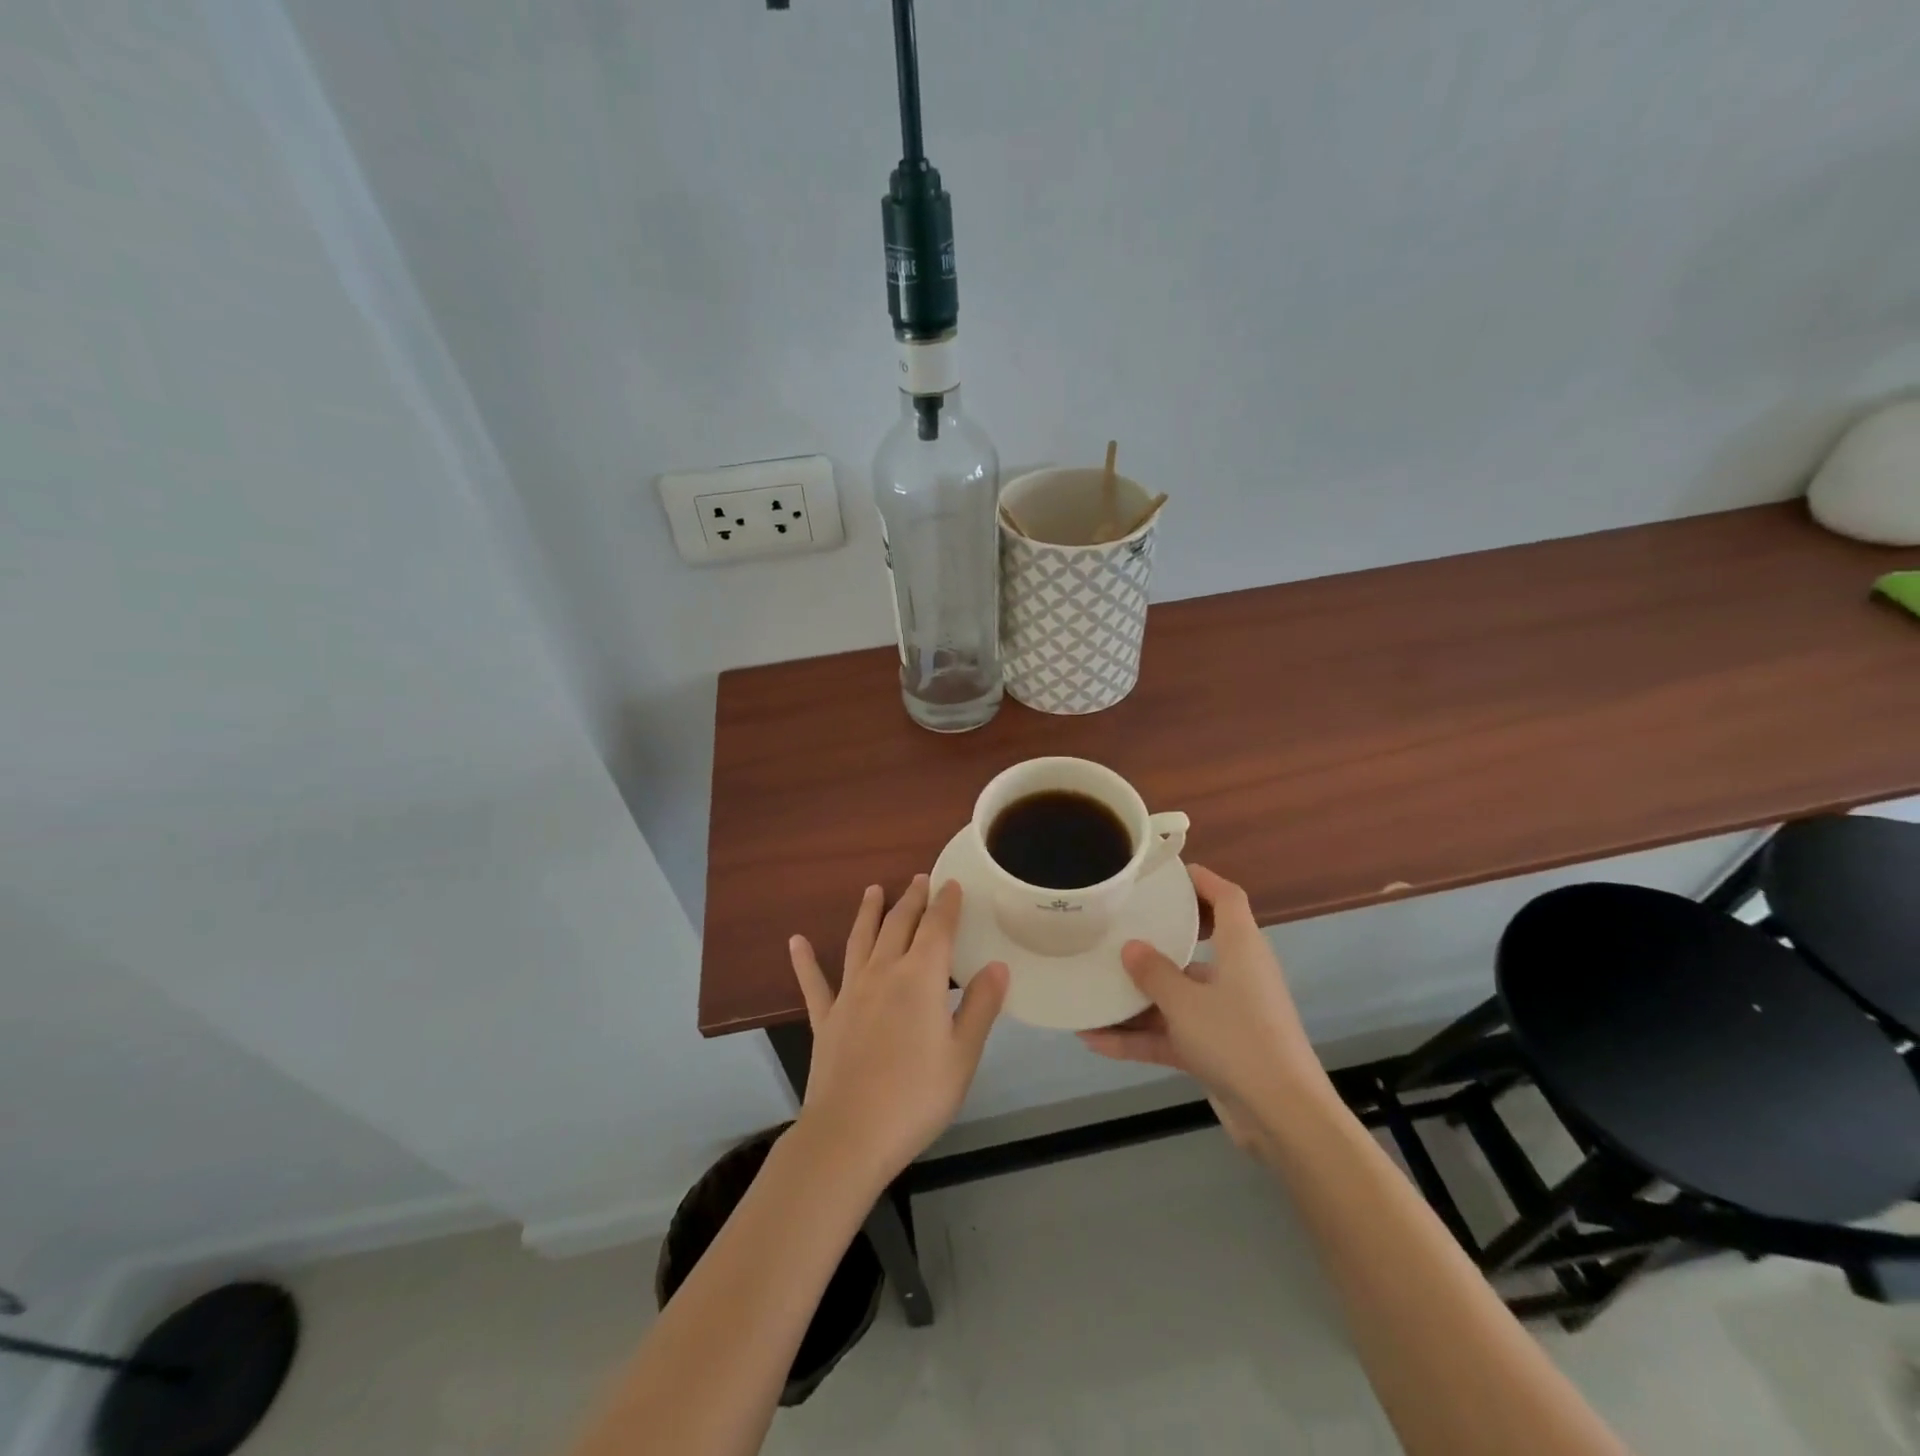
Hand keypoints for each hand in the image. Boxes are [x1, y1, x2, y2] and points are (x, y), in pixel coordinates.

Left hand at [788, 876, 1008, 1184]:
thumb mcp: (963, 1055)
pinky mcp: (825, 1018)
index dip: (946, 904)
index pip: (937, 928)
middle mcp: (884, 973)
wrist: (850, 1135)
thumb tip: (997, 965)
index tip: (951, 883)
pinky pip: (814, 983)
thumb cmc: (916, 1096)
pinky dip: (804, 961)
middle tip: (919, 879)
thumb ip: (980, 1006)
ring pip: (860, 941)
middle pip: (899, 925)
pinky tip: (795, 942)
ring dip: (868, 913)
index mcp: (921, 979)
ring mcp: (850, 993)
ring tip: (873, 890)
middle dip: (912, 899)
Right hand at [1078, 866, 1327, 1144]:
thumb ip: (1154, 972)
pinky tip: (1096, 1041)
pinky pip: (1174, 1032)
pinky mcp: (1219, 1049)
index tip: (1167, 874)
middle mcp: (1237, 974)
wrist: (1283, 1118)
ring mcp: (1228, 1014)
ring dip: (1137, 999)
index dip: (1201, 880)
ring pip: (1178, 995)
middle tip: (1118, 926)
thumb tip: (1131, 947)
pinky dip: (1141, 1036)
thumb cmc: (1237, 1039)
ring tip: (1092, 989)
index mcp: (1241, 947)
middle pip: (1197, 945)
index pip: (1227, 898)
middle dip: (1157, 939)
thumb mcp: (1185, 1002)